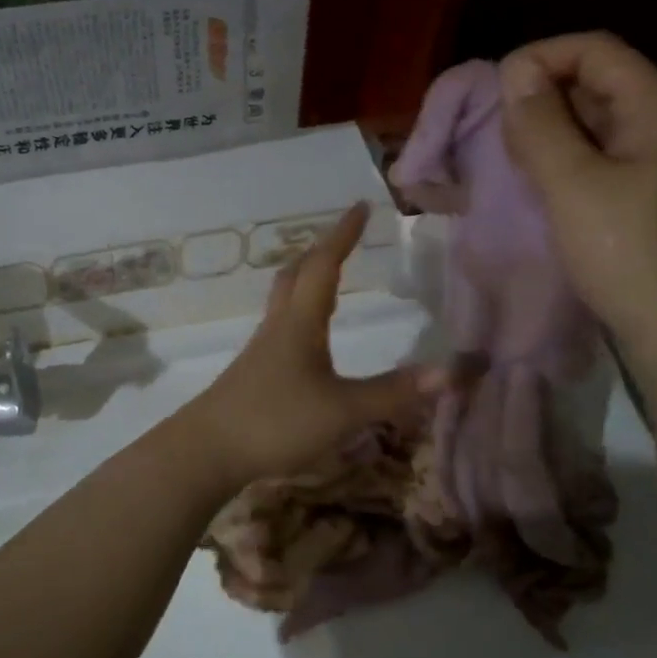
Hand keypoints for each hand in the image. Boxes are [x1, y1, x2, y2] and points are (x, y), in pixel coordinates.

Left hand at [184, 202, 441, 482]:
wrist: (206, 450)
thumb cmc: (275, 421)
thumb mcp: (343, 411)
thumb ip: (393, 393)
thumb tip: (450, 371)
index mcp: (301, 322)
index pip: (325, 265)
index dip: (344, 235)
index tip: (360, 206)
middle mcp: (279, 326)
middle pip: (296, 274)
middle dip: (322, 250)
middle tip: (344, 237)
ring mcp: (262, 349)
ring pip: (284, 298)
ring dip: (306, 277)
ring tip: (326, 275)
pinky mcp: (254, 372)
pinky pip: (280, 325)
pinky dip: (298, 312)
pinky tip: (306, 335)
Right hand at [498, 32, 656, 360]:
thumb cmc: (628, 253)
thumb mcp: (573, 185)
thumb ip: (541, 125)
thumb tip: (516, 73)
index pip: (596, 51)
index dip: (543, 57)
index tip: (498, 91)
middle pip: (599, 83)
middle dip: (544, 96)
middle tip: (500, 132)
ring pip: (598, 124)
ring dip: (552, 131)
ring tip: (513, 158)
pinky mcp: (652, 199)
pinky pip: (603, 160)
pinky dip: (567, 161)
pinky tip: (542, 186)